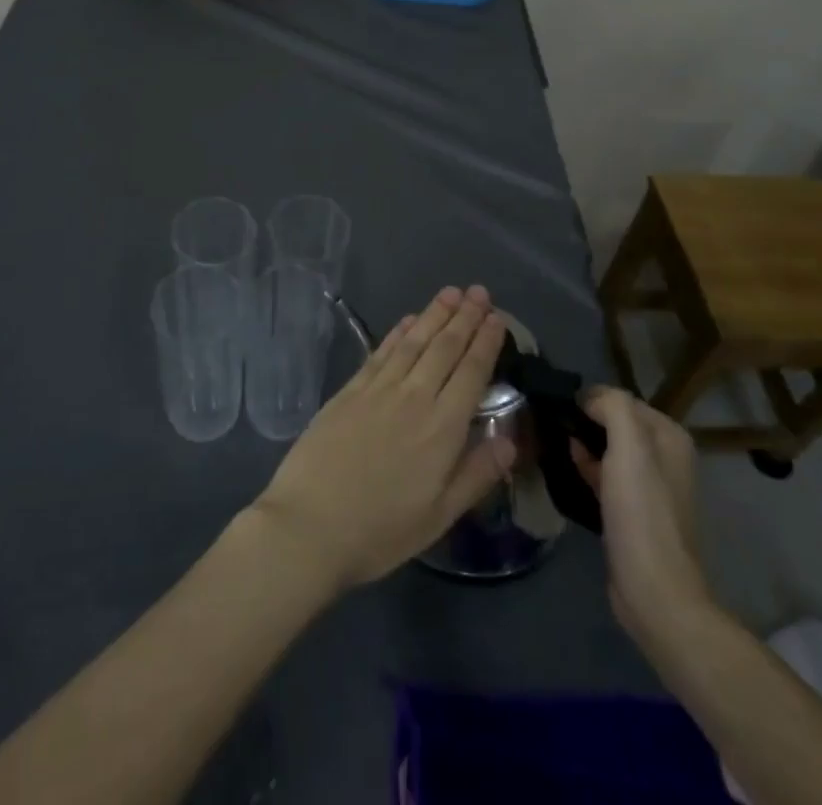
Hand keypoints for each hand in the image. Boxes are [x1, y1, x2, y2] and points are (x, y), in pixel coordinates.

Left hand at [250, 286, 513, 590]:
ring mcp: (378, 389)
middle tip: (479, 291)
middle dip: (464, 317)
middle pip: (444, 348)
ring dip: (433, 314)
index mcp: (442, 428)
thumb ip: (477, 474)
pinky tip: (408, 320)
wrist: (310, 523)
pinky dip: (398, 332)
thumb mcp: (439, 515)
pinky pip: (381, 351)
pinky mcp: (350, 390)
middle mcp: (413, 397)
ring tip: (450, 293)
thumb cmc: (381, 529)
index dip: (485, 342)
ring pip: (413, 341)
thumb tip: (511, 439)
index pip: (470, 373)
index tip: (497, 317)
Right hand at [571, 387, 715, 640]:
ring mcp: (650, 487)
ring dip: (582, 444)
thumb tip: (588, 398)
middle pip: (614, 423)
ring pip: (607, 450)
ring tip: (549, 442)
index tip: (557, 409)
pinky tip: (564, 469)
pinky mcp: (633, 512)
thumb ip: (613, 408)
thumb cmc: (642, 514)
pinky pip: (605, 476)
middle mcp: (664, 457)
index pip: (620, 399)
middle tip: (548, 425)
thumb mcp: (629, 449)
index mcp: (669, 437)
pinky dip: (586, 468)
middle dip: (584, 421)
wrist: (654, 592)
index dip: (589, 400)